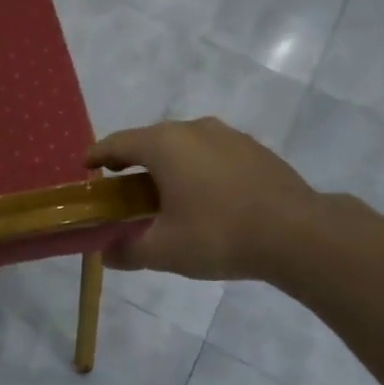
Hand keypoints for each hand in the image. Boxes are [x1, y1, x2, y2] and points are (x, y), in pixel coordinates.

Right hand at [87, 118, 322, 280]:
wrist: (297, 233)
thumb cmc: (218, 234)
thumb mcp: (164, 250)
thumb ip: (129, 250)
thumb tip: (107, 254)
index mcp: (164, 145)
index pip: (118, 143)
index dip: (97, 155)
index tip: (86, 167)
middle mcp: (194, 130)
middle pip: (150, 140)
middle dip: (131, 162)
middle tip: (122, 189)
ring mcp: (228, 136)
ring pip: (184, 145)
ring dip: (166, 165)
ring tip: (163, 195)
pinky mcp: (254, 150)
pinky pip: (211, 154)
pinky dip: (196, 169)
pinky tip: (204, 197)